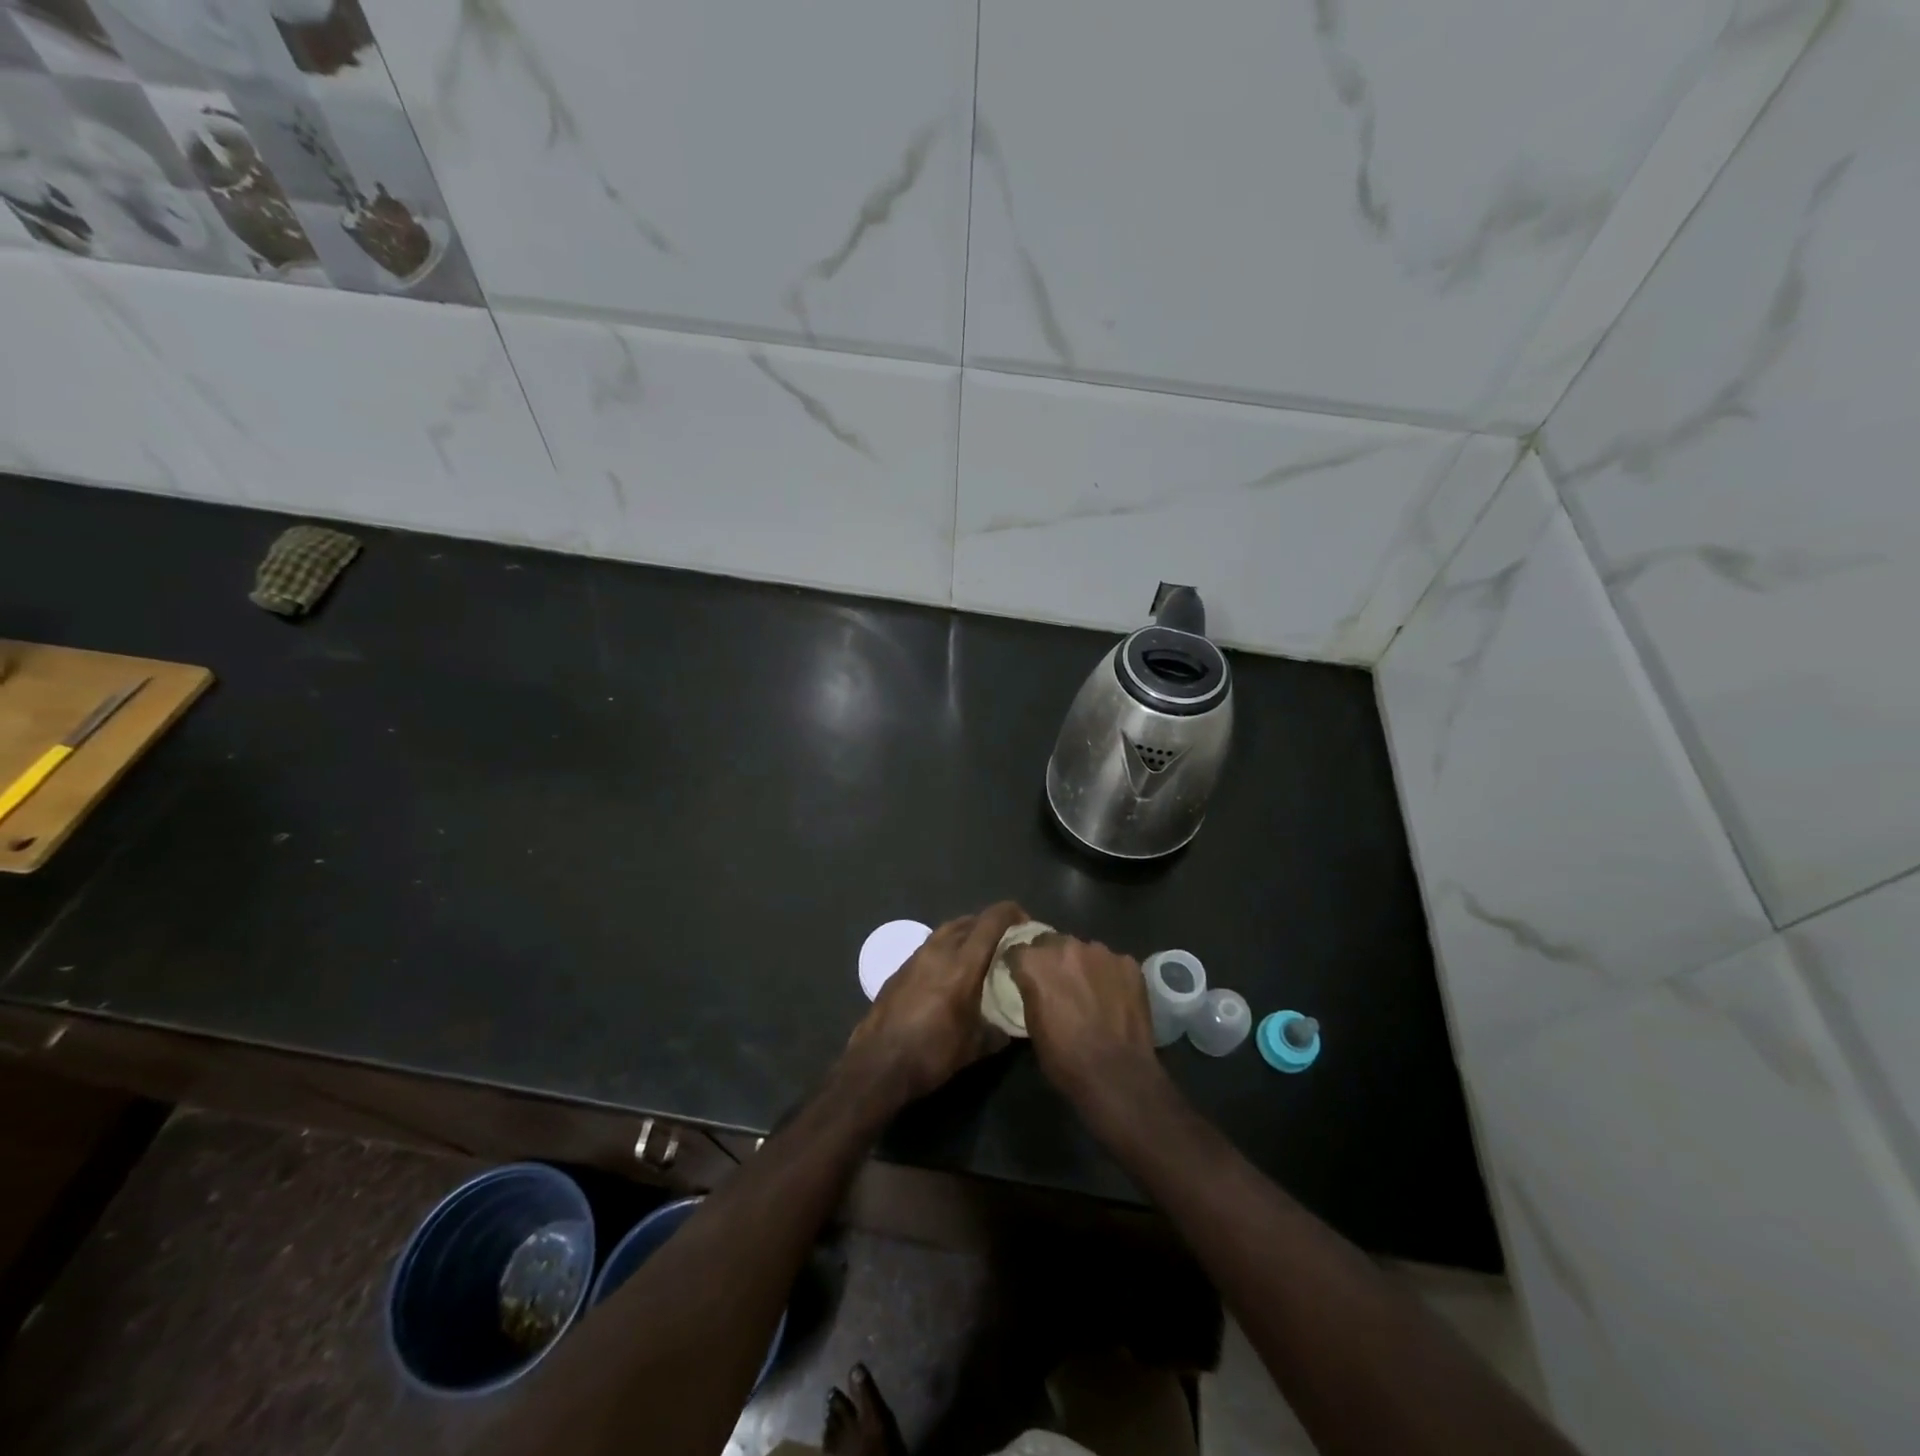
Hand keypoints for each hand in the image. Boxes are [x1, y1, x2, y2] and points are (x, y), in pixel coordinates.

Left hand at [844, 901, 1026, 1104]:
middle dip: (989, 923)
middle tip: (1004, 939)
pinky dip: (946, 948)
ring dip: (966, 933)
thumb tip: (1011, 1027)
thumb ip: (997, 1031)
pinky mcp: (900, 969)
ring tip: (979, 951)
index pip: (991, 922)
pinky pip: (930, 946)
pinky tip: (949, 971)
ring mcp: (916, 957)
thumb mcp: (974, 1048)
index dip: (1011, 913)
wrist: (877, 1064)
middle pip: (968, 921)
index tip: (1025, 921)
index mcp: (963, 964)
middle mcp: (939, 951)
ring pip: (946, 930)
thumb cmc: (932, 1054)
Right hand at [1007, 934, 1164, 1113]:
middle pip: (1051, 942)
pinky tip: (1114, 998)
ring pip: (1084, 950)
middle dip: (1050, 958)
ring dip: (1081, 965)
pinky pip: (1112, 963)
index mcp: (1036, 963)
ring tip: (1089, 990)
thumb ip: (1031, 993)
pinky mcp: (1128, 963)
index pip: (1017, 950)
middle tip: (1057, 982)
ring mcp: (1101, 952)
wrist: (1117, 1074)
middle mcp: (1066, 947)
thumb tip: (1034, 985)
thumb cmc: (1065, 1058)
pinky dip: (1109, 975)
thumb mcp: (1032, 1026)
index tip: (1022, 976)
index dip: (1019, 964)